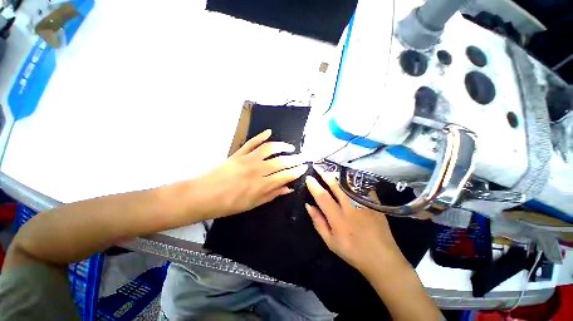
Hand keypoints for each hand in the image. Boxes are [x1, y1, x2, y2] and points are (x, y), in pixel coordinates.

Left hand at [196, 129, 306, 218]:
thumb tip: (288, 189)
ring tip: (291, 147)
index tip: (304, 167)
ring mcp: (248, 159)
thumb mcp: (253, 204)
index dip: (297, 171)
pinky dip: (260, 136)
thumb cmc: (229, 204)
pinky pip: (251, 142)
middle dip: (295, 159)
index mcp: (261, 185)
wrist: (203, 195)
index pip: (285, 175)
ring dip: (282, 146)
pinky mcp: (238, 153)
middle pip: (281, 161)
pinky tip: (269, 132)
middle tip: (303, 157)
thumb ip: (272, 195)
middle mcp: (257, 170)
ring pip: (269, 148)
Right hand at [305, 167, 409, 274]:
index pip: (322, 197)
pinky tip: (347, 175)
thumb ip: (318, 222)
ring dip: (337, 174)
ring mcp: (364, 204)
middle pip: (336, 185)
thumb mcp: (330, 241)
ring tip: (330, 168)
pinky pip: (362, 186)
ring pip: (348, 183)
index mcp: (338, 219)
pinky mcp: (374, 203)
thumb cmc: (352, 252)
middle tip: (318, 167)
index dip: (314, 186)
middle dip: (325, 174)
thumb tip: (308, 205)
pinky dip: (353, 179)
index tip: (308, 178)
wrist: (382, 258)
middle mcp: (351, 208)